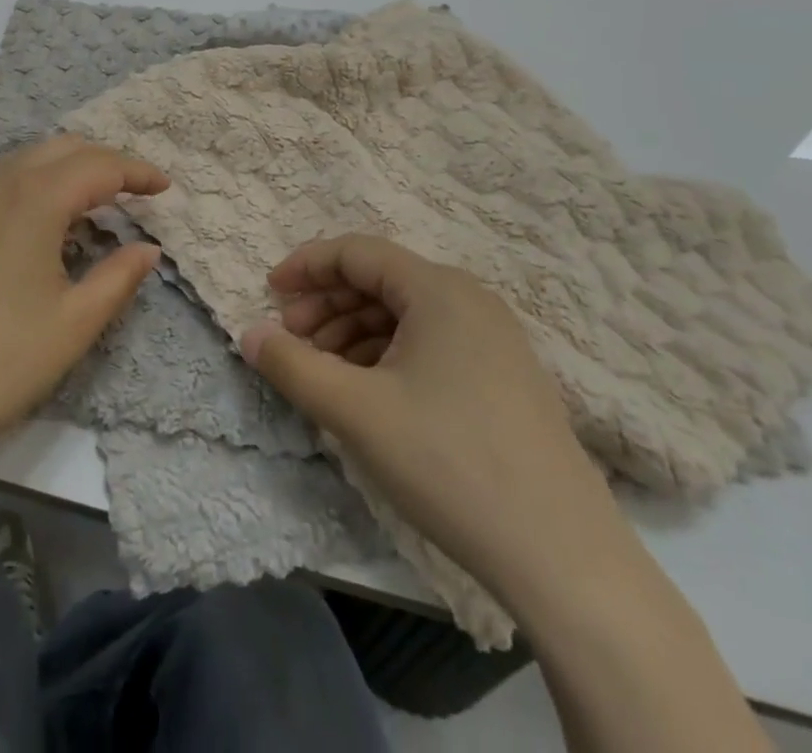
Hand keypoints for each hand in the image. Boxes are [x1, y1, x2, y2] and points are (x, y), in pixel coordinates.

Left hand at [0, 135, 167, 461]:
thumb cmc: (3, 359)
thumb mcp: (76, 321)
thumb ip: (119, 276)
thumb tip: (148, 248)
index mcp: (35, 198)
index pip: (99, 166)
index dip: (137, 172)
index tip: (166, 188)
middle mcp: (0, 182)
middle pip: (64, 148)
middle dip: (105, 162)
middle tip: (135, 193)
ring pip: (30, 158)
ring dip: (69, 169)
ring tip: (96, 204)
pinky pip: (3, 178)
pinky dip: (37, 182)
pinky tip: (45, 220)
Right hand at [240, 235, 631, 611]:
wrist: (565, 559)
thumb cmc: (449, 464)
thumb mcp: (355, 412)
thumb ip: (292, 365)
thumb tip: (247, 333)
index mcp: (439, 290)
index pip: (357, 252)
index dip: (306, 266)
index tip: (269, 293)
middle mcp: (471, 301)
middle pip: (380, 280)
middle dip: (327, 304)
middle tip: (290, 340)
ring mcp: (495, 341)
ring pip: (404, 315)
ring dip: (353, 332)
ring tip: (323, 371)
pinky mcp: (505, 379)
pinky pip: (431, 344)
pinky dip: (387, 355)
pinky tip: (368, 392)